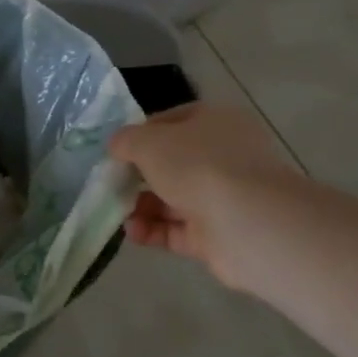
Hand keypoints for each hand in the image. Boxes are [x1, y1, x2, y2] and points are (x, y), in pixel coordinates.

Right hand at [108, 102, 300, 288]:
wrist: (247, 223)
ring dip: (141, 206)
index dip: (141, 133)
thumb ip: (126, 140)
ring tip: (117, 213)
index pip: (172, 121)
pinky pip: (176, 230)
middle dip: (138, 175)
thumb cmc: (198, 166)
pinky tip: (133, 232)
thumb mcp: (149, 142)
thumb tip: (117, 147)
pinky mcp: (217, 234)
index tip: (116, 150)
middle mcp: (223, 157)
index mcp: (215, 123)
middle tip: (110, 184)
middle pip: (171, 163)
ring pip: (172, 199)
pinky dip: (153, 230)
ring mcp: (223, 197)